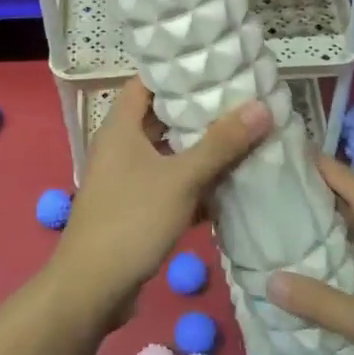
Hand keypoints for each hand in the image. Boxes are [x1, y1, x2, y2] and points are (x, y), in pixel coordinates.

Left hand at [48, 77, 271, 324]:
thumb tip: (261, 106)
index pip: (146, 83)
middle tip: (240, 102)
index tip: (214, 66)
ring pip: (168, 154)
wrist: (92, 288)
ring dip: (200, 150)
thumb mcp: (181, 179)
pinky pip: (169, 185)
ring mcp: (126, 180)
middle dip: (198, 112)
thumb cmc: (131, 220)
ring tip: (243, 137)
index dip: (176, 72)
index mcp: (120, 128)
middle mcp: (120, 148)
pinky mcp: (136, 208)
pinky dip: (194, 183)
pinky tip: (229, 186)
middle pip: (161, 118)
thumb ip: (221, 143)